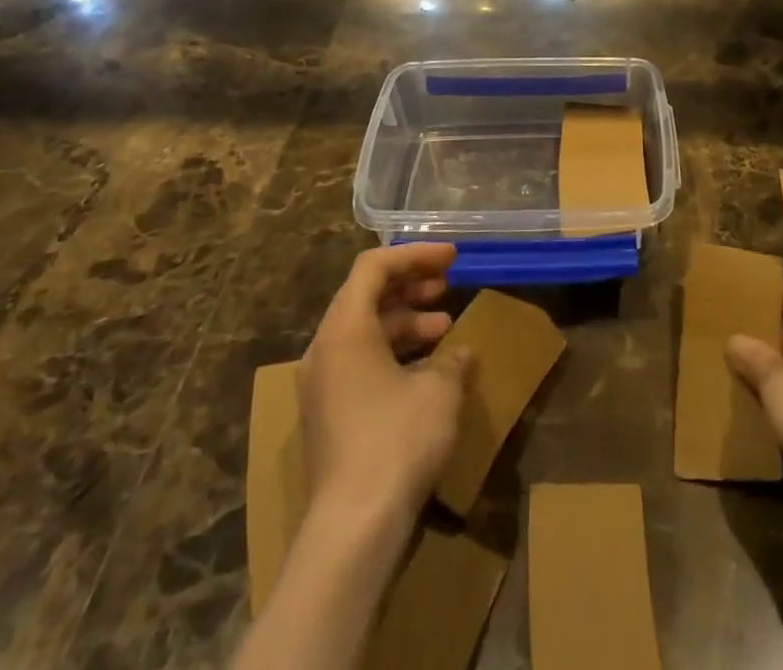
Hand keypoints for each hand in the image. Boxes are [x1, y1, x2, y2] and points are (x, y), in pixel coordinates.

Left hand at [299, 245, 475, 524]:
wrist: (353, 528)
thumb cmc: (397, 440)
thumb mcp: (439, 390)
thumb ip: (453, 360)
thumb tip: (461, 353)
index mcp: (345, 329)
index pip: (374, 266)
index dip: (415, 255)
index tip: (452, 258)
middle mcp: (325, 349)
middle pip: (366, 296)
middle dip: (410, 286)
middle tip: (448, 287)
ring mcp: (321, 385)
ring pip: (364, 331)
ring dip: (406, 322)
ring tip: (445, 330)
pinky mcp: (327, 416)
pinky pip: (359, 363)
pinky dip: (393, 353)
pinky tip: (427, 371)